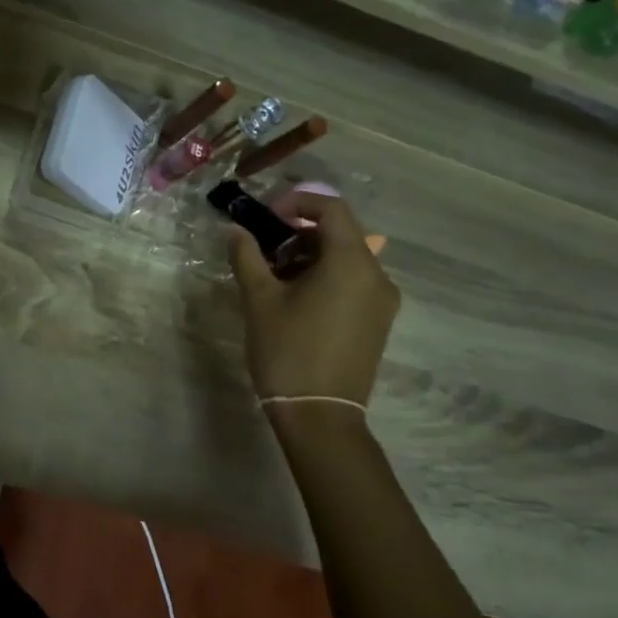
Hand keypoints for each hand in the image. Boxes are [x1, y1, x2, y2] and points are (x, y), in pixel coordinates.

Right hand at [227, 190, 398, 406]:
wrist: (320, 415)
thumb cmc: (288, 350)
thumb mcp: (259, 299)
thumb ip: (248, 256)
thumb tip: (236, 231)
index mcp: (351, 262)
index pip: (331, 208)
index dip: (298, 202)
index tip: (267, 217)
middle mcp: (376, 275)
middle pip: (341, 233)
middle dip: (300, 232)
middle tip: (266, 250)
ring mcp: (382, 301)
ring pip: (347, 259)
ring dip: (311, 256)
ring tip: (276, 277)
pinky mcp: (378, 322)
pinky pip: (354, 282)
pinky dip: (326, 277)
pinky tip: (297, 300)